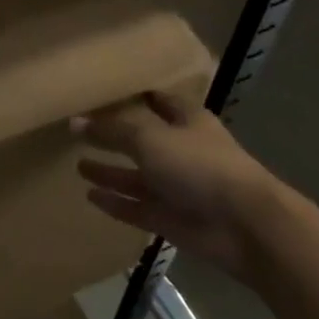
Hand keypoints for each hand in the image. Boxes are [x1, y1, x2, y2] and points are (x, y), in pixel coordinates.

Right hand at [73, 85, 279, 279]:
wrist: (244, 226)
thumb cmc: (199, 165)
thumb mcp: (149, 137)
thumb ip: (111, 130)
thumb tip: (74, 121)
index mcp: (186, 121)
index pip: (158, 101)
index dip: (136, 95)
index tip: (107, 92)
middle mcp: (181, 151)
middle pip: (142, 140)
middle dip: (115, 136)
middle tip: (81, 131)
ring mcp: (177, 187)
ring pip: (137, 177)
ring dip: (110, 172)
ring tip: (78, 165)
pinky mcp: (171, 219)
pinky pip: (136, 208)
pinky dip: (115, 202)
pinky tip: (90, 196)